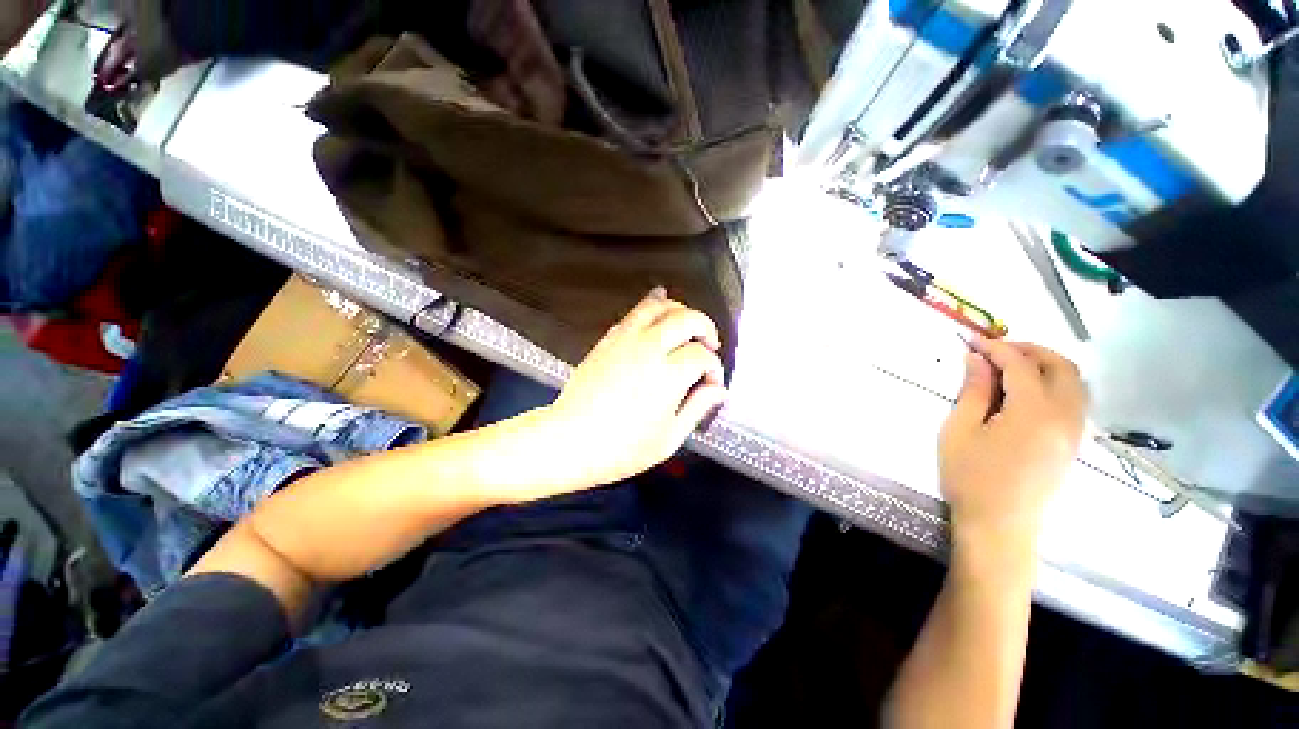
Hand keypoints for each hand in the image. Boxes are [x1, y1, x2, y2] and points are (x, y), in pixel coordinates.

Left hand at [539, 287, 727, 486]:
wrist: (569, 440)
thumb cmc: (620, 449)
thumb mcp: (668, 439)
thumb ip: (697, 408)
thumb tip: (719, 390)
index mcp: (667, 376)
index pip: (702, 356)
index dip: (714, 368)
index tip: (711, 383)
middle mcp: (649, 349)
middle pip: (688, 319)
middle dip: (706, 328)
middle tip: (709, 345)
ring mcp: (625, 340)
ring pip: (661, 306)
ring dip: (681, 311)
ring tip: (687, 327)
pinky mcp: (608, 339)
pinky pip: (635, 312)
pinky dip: (653, 306)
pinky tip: (660, 314)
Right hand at [939, 339, 1087, 550]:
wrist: (1000, 525)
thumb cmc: (971, 477)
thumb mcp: (960, 430)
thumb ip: (973, 391)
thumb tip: (976, 359)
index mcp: (1034, 412)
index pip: (1021, 365)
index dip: (996, 348)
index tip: (972, 341)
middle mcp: (1065, 417)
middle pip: (1062, 367)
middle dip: (1030, 350)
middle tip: (996, 349)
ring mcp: (1075, 432)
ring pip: (1075, 383)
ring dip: (1046, 365)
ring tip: (1012, 367)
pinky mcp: (1073, 444)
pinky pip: (1075, 401)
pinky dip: (1055, 384)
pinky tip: (1027, 392)